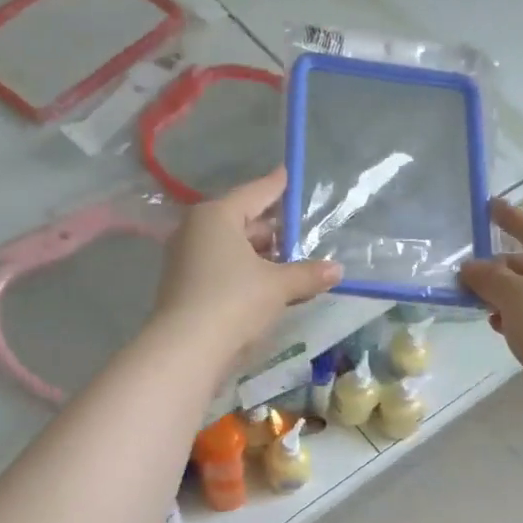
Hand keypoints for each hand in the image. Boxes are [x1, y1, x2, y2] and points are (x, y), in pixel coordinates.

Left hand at [152, 169, 341, 356]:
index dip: (276, 186)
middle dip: (272, 230)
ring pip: (232, 249)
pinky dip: (245, 274)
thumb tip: (337, 270)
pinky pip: (222, 269)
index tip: (288, 174)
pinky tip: (268, 288)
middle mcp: (196, 230)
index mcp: (216, 216)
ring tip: (291, 265)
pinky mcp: (185, 287)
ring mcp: (186, 259)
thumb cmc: (234, 301)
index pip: (254, 193)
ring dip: (261, 256)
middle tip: (300, 234)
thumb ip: (308, 274)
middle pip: (241, 222)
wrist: (186, 348)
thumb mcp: (278, 286)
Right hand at [459, 200, 522, 420]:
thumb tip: (469, 268)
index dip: (510, 218)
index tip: (489, 206)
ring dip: (503, 297)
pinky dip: (514, 317)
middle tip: (468, 278)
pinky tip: (496, 324)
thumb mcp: (513, 294)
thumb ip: (488, 277)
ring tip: (477, 303)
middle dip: (499, 270)